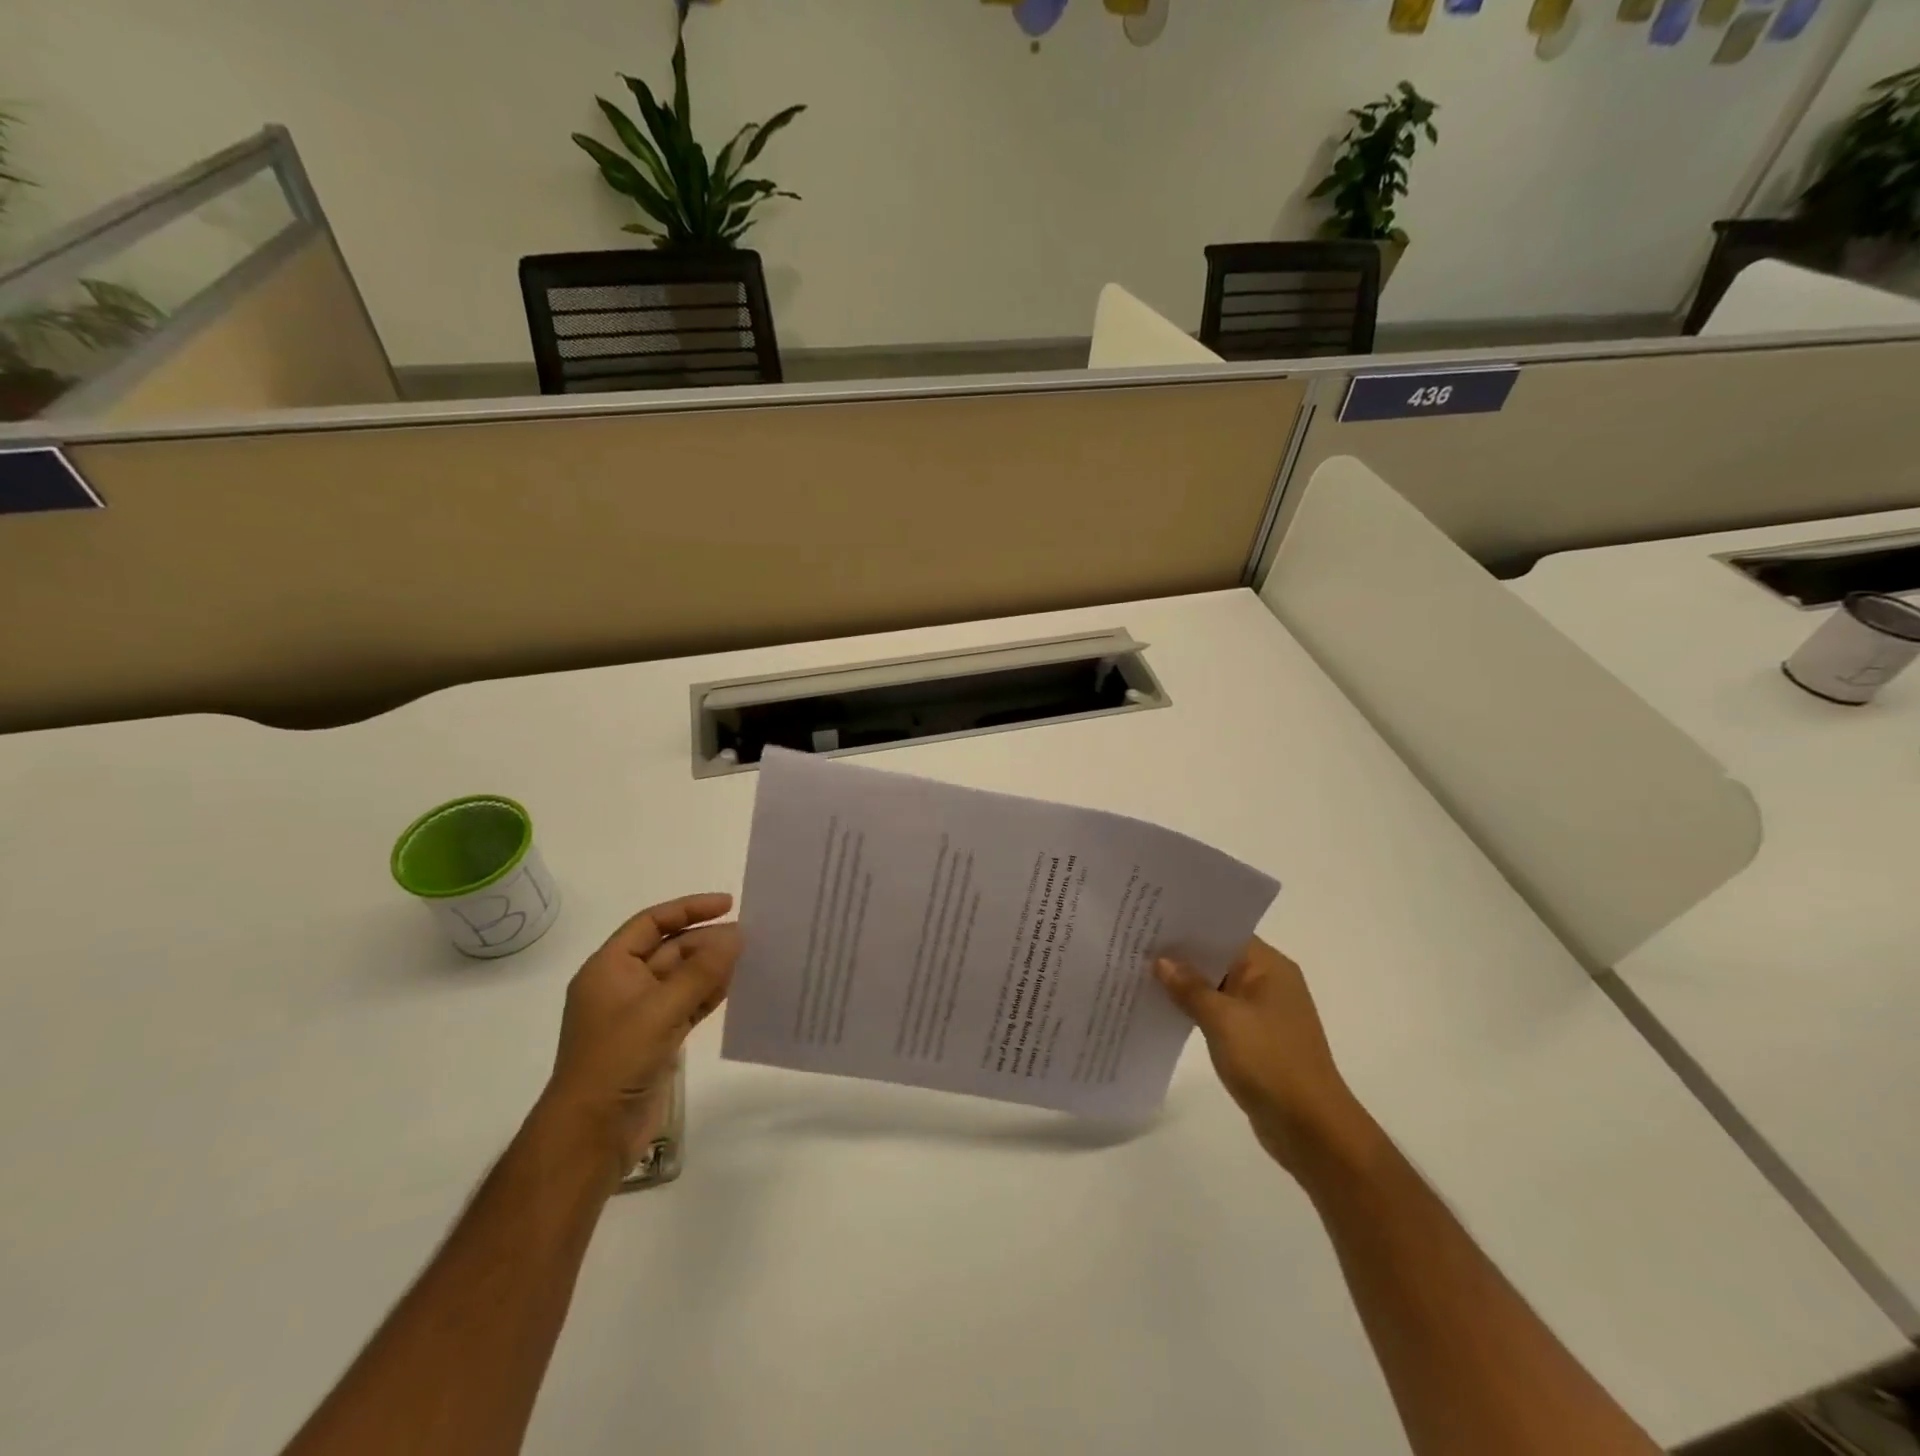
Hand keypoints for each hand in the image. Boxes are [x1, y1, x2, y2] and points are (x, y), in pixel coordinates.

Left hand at [544, 893, 740, 1167]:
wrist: (592, 1134)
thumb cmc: (616, 1061)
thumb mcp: (660, 1009)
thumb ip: (700, 971)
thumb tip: (736, 935)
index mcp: (609, 968)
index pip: (651, 923)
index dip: (688, 909)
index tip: (727, 904)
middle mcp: (623, 985)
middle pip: (669, 949)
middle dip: (706, 940)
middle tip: (749, 935)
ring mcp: (640, 1014)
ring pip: (681, 978)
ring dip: (712, 966)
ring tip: (751, 956)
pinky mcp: (656, 1039)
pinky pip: (687, 1004)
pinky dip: (709, 993)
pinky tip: (736, 986)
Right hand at [1156, 938, 1374, 1178]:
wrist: (1311, 1130)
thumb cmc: (1270, 1062)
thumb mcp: (1223, 1020)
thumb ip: (1190, 987)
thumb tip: (1162, 960)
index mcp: (1270, 967)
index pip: (1224, 932)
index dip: (1188, 926)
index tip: (1150, 921)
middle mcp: (1269, 983)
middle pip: (1219, 958)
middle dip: (1182, 955)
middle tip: (1136, 944)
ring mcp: (1263, 1013)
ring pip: (1217, 986)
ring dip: (1186, 984)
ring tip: (1141, 972)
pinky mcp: (1255, 1040)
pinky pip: (1219, 1013)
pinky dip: (1195, 1009)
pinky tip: (1163, 1008)